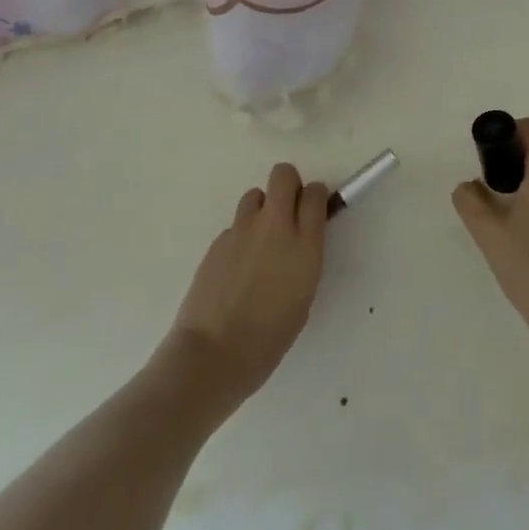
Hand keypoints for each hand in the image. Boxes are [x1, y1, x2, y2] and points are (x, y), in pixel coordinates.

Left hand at [162, 163, 328, 410]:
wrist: (212, 355)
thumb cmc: (268, 339)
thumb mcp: (303, 296)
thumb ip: (304, 256)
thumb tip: (299, 237)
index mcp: (304, 245)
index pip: (315, 192)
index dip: (314, 197)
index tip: (312, 211)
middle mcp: (274, 226)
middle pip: (283, 174)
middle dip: (288, 185)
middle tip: (287, 213)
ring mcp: (242, 229)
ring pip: (255, 195)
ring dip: (261, 209)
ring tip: (258, 243)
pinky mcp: (218, 240)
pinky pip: (235, 225)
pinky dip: (240, 237)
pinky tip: (236, 269)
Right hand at [452, 117, 528, 342]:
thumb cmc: (528, 265)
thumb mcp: (487, 231)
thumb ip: (469, 200)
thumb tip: (467, 186)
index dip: (507, 133)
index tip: (489, 156)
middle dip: (513, 157)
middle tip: (490, 184)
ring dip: (526, 176)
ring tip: (503, 206)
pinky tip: (522, 224)